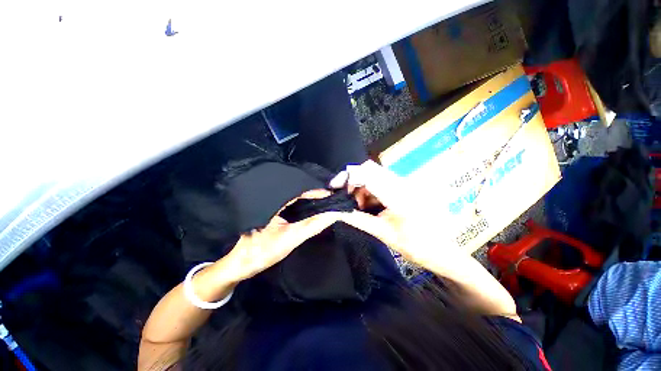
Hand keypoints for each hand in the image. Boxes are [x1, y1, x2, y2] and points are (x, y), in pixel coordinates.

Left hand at [220, 189, 343, 282]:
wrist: (238, 263)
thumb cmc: (261, 251)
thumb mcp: (290, 238)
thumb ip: (312, 225)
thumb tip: (333, 214)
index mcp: (275, 198)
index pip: (302, 188)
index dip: (319, 191)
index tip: (333, 196)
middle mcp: (273, 195)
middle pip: (300, 189)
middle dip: (316, 193)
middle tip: (332, 200)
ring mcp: (272, 201)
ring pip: (297, 195)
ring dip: (310, 199)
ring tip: (325, 203)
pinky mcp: (273, 208)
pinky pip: (292, 202)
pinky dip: (303, 204)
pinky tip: (311, 209)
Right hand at [331, 161, 460, 272]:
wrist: (443, 252)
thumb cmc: (416, 247)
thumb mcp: (384, 234)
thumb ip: (359, 219)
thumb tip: (337, 212)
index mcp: (400, 195)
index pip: (368, 174)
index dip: (348, 177)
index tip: (335, 187)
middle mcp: (403, 183)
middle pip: (370, 170)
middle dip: (354, 183)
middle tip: (346, 200)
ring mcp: (405, 184)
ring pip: (375, 176)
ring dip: (361, 188)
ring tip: (358, 207)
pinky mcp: (405, 188)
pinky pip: (381, 183)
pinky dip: (370, 192)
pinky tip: (369, 205)